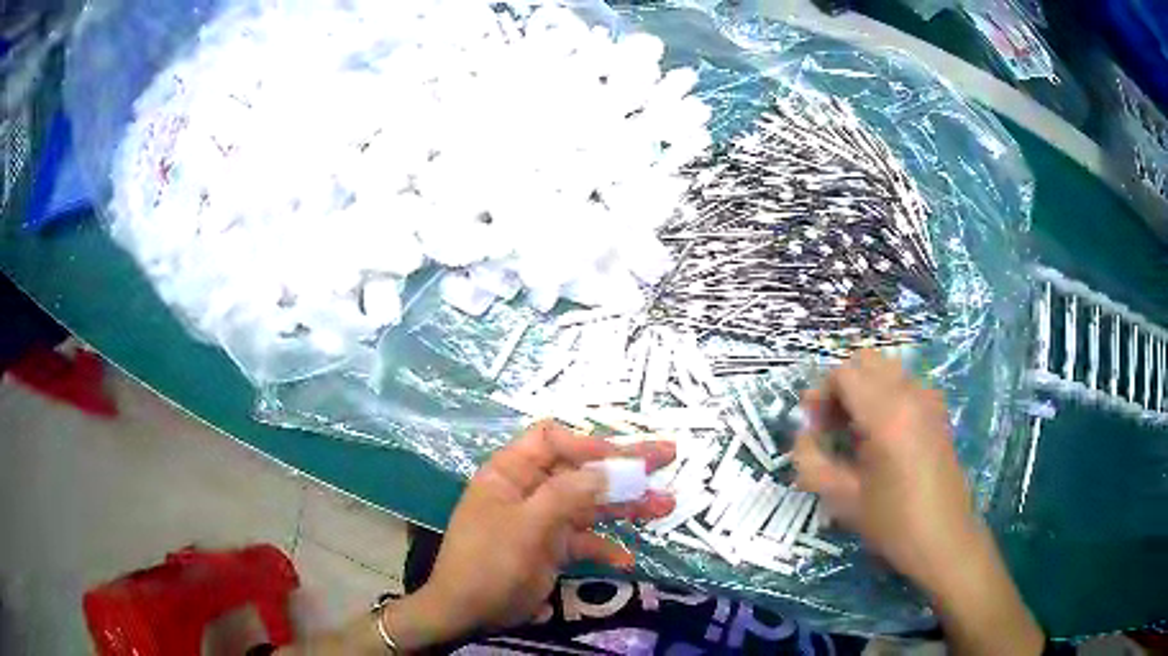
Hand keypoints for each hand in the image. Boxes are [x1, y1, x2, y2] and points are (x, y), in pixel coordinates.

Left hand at [394, 420, 676, 644]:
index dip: (589, 444)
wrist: (468, 612)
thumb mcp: (526, 525)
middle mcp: (530, 489)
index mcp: (512, 472)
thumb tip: (612, 469)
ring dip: (626, 506)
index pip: (553, 440)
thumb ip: (568, 495)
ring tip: (666, 505)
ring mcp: (543, 519)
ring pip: (590, 504)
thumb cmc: (489, 561)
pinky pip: (585, 540)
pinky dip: (606, 547)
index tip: (624, 461)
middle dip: (623, 467)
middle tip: (667, 457)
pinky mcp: (552, 547)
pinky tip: (627, 559)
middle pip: (581, 469)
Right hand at [792, 349, 974, 588]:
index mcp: (887, 414)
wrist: (943, 538)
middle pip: (866, 361)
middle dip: (841, 386)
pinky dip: (886, 395)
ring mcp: (929, 399)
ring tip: (855, 430)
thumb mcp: (842, 499)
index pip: (844, 374)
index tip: (814, 427)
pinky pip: (905, 384)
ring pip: (887, 369)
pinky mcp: (938, 411)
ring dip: (864, 389)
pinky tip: (883, 434)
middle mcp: (910, 395)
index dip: (821, 394)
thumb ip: (811, 460)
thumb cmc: (892, 523)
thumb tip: (804, 434)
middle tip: (831, 424)